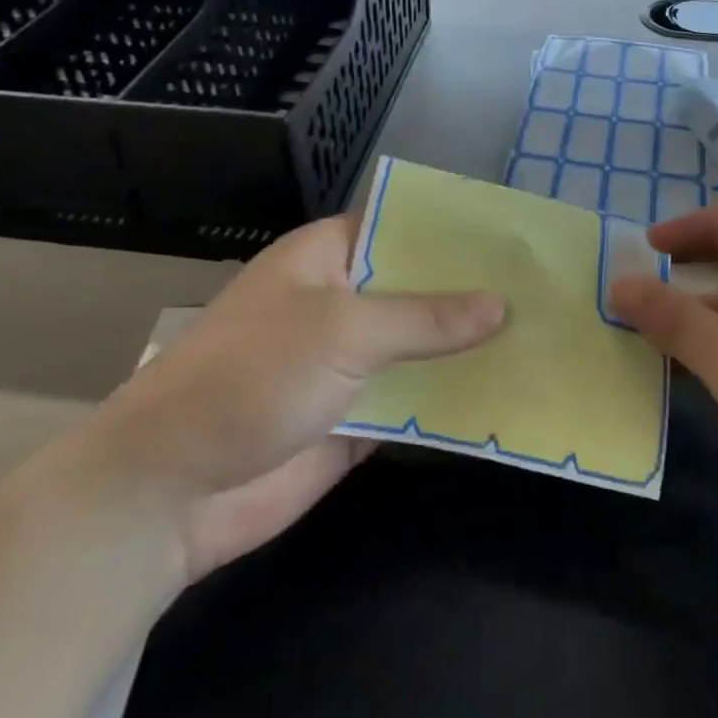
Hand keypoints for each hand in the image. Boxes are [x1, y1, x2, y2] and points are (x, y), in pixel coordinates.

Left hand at [82, 215, 504, 578]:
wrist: (170, 493)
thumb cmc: (252, 378)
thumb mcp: (343, 331)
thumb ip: (425, 317)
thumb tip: (502, 304)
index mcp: (327, 257)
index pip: (401, 224)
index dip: (455, 229)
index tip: (515, 234)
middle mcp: (341, 302)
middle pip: (419, 288)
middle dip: (474, 293)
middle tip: (548, 290)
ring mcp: (349, 363)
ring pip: (422, 348)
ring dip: (469, 349)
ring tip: (545, 339)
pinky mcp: (357, 418)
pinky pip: (415, 402)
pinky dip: (453, 401)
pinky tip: (510, 396)